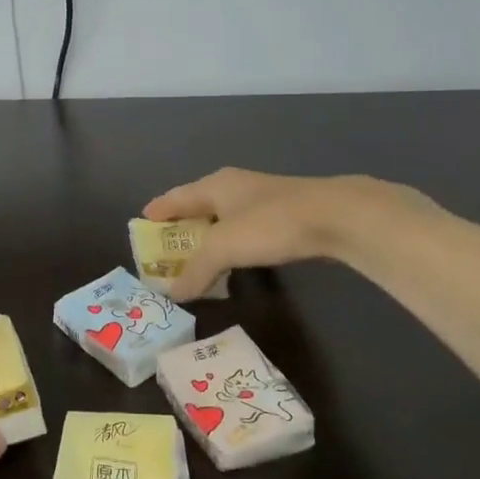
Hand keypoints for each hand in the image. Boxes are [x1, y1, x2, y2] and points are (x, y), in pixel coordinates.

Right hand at [143, 168, 431, 298]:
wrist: (337, 216)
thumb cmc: (270, 224)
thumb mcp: (224, 248)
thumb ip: (196, 271)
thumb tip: (174, 293)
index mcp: (215, 185)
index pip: (176, 197)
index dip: (158, 211)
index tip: (142, 224)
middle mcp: (234, 187)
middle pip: (198, 205)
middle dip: (181, 226)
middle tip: (165, 248)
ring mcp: (261, 199)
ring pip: (223, 218)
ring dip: (208, 237)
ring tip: (196, 258)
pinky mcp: (284, 215)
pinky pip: (244, 229)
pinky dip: (232, 244)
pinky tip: (235, 259)